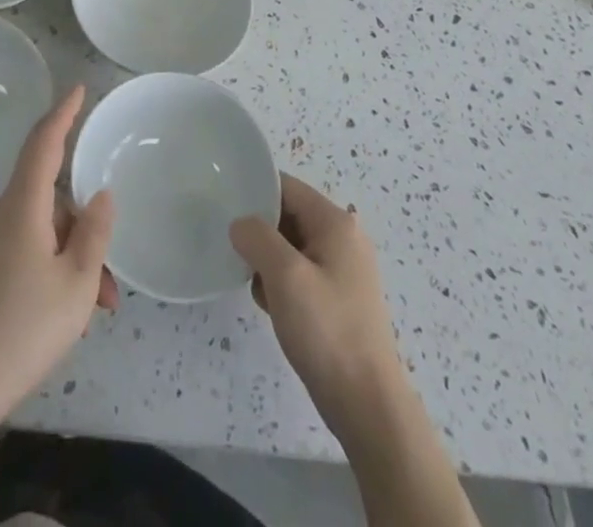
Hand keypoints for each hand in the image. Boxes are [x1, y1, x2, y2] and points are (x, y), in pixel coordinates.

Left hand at [0, 87, 116, 426]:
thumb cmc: (22, 331)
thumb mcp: (76, 285)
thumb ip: (93, 233)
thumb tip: (100, 196)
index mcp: (22, 206)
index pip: (43, 143)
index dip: (62, 113)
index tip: (78, 89)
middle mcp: (0, 214)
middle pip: (49, 198)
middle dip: (83, 228)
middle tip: (109, 284)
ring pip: (41, 231)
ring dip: (71, 258)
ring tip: (94, 309)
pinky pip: (24, 250)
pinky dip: (51, 269)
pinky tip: (64, 312)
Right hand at [230, 173, 405, 439]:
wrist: (367, 405)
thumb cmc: (327, 330)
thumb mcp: (285, 275)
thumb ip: (257, 237)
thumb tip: (240, 225)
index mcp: (336, 223)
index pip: (286, 187)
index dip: (255, 193)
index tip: (225, 207)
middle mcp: (343, 239)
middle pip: (288, 215)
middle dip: (260, 233)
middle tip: (237, 252)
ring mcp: (343, 270)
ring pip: (291, 247)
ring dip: (268, 262)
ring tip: (255, 285)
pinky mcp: (338, 299)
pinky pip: (300, 274)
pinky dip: (281, 284)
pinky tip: (271, 306)